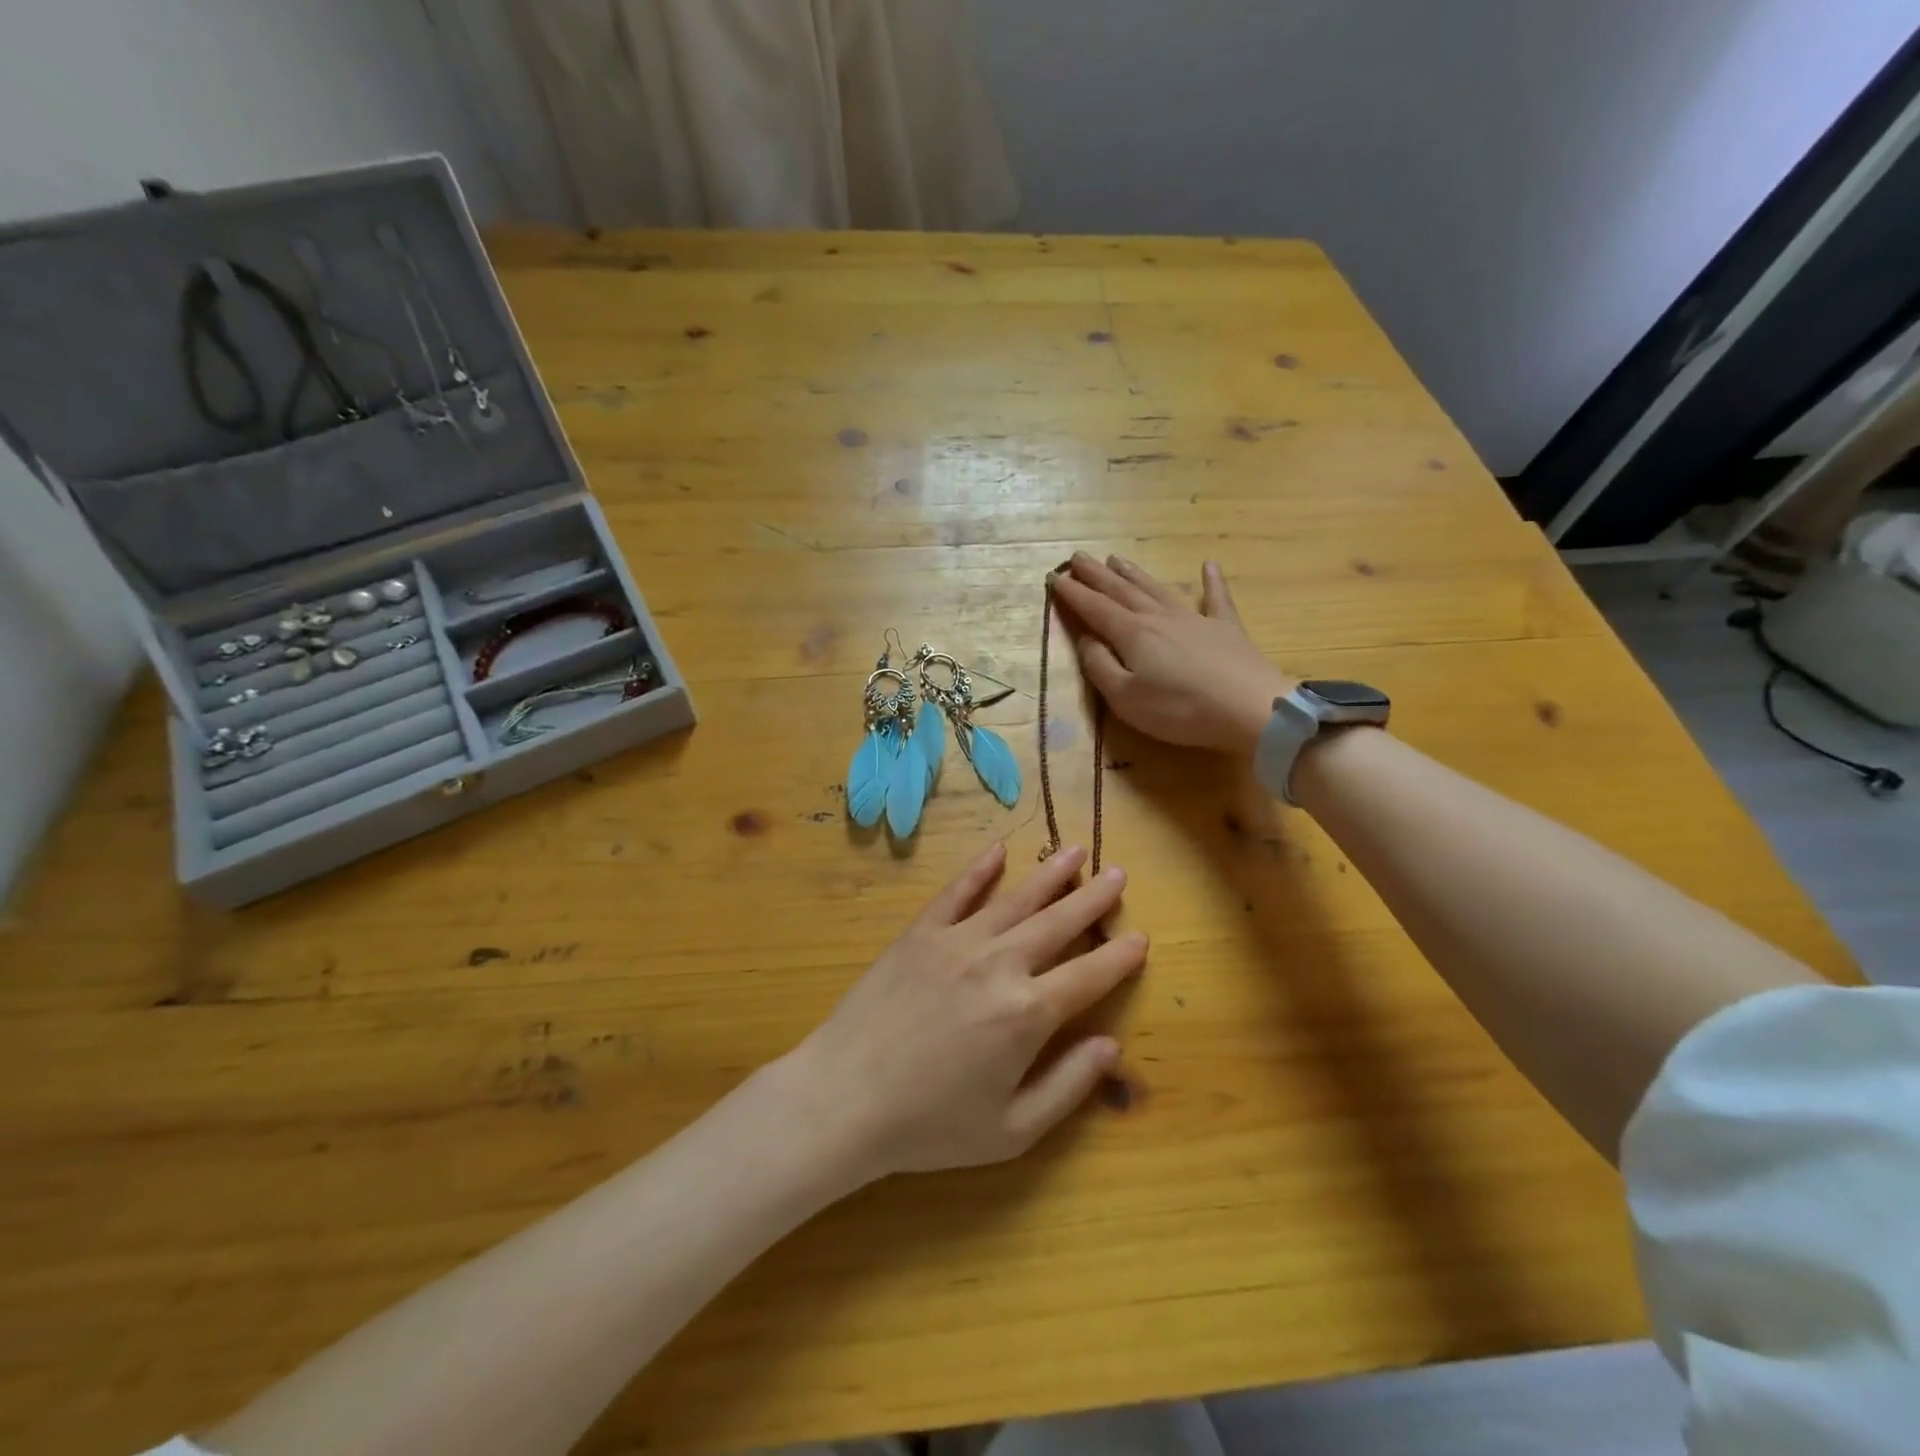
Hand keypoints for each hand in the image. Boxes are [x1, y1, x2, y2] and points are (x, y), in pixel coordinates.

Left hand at [785, 841, 1145, 1182]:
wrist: (843, 1098)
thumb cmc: (930, 1125)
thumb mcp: (1011, 1131)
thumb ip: (1068, 1087)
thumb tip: (1111, 1046)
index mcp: (1028, 1013)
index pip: (1089, 975)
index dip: (1120, 957)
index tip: (1142, 937)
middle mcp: (1000, 963)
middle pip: (1059, 923)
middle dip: (1093, 898)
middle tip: (1118, 874)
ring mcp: (957, 941)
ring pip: (1016, 898)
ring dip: (1050, 874)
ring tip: (1077, 851)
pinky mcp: (920, 932)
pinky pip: (958, 891)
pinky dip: (980, 868)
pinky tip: (999, 849)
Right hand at [1049, 553, 1294, 755]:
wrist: (1250, 708)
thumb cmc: (1180, 709)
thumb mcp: (1126, 698)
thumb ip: (1100, 667)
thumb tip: (1087, 639)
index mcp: (1132, 634)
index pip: (1094, 609)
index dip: (1072, 593)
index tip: (1053, 578)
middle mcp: (1159, 617)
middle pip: (1122, 591)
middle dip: (1096, 575)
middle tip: (1077, 558)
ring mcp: (1195, 619)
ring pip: (1157, 589)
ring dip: (1134, 573)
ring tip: (1116, 559)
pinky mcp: (1226, 629)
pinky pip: (1216, 598)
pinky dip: (1212, 581)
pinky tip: (1209, 565)